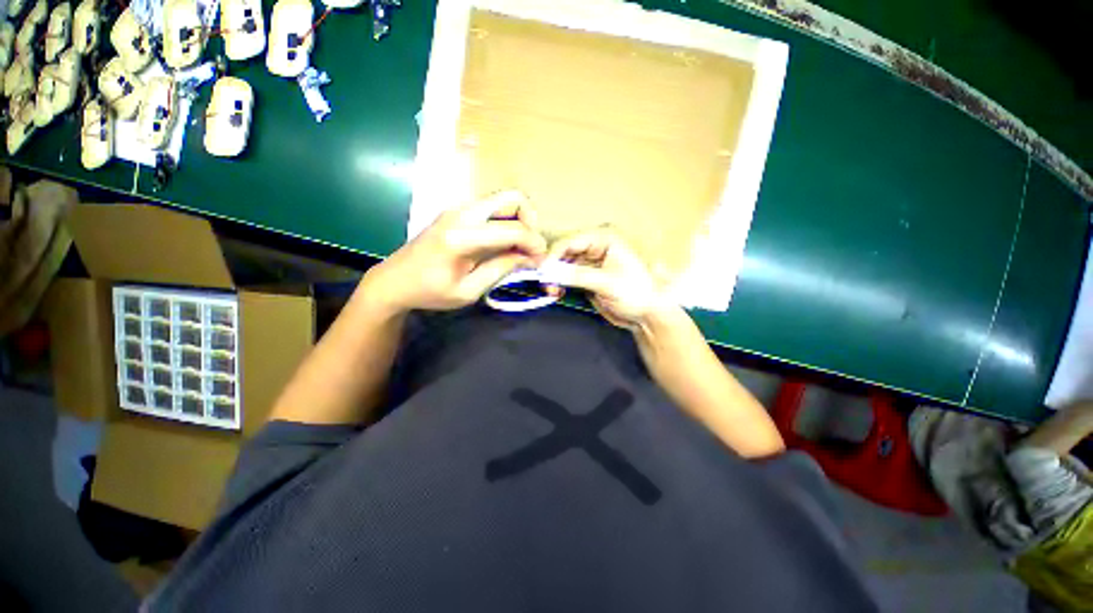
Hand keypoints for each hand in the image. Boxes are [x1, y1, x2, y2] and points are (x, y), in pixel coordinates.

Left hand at [362, 191, 546, 313]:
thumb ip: (501, 269)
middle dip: (531, 221)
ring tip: (520, 247)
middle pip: (512, 198)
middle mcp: (462, 213)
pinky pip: (492, 207)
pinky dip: (507, 220)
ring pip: (503, 199)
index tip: (541, 260)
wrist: (394, 281)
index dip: (534, 243)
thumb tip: (530, 257)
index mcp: (462, 237)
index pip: (512, 229)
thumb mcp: (469, 290)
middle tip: (531, 247)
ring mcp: (458, 208)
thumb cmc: (430, 292)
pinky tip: (504, 242)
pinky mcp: (457, 211)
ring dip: (519, 220)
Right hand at [547, 229, 674, 329]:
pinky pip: (567, 276)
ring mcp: (589, 262)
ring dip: (554, 277)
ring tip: (551, 290)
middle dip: (552, 267)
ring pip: (562, 264)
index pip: (570, 241)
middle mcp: (594, 246)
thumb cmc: (636, 293)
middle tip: (545, 284)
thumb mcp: (607, 283)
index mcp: (604, 239)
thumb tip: (552, 272)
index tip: (541, 271)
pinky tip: (557, 292)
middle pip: (563, 251)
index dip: (553, 254)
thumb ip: (578, 275)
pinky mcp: (586, 276)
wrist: (646, 315)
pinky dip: (559, 283)